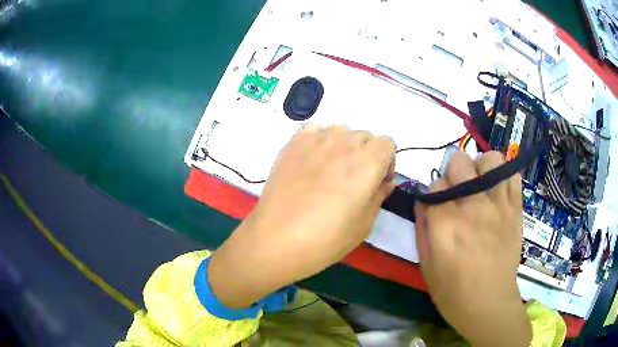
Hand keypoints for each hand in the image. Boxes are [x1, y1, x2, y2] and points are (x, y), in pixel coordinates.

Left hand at [209, 124, 395, 308]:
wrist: (278, 240)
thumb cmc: (326, 239)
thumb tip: (384, 182)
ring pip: (340, 131)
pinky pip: (314, 130)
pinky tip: (311, 162)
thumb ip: (379, 196)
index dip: (386, 162)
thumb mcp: (364, 223)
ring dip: (342, 146)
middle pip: (364, 136)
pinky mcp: (293, 143)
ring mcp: (316, 140)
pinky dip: (318, 141)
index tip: (376, 182)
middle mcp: (344, 143)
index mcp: (368, 162)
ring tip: (330, 171)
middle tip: (353, 180)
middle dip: (366, 154)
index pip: (387, 143)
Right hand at [414, 151, 530, 346]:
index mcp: (446, 223)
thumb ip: (422, 227)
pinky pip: (513, 175)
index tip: (438, 206)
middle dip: (454, 172)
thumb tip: (423, 199)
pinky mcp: (516, 209)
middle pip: (459, 161)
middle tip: (458, 191)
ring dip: (482, 167)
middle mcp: (473, 207)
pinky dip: (504, 176)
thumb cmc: (453, 291)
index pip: (435, 183)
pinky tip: (498, 191)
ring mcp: (499, 206)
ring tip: (481, 184)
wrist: (489, 304)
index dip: (434, 193)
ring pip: (491, 159)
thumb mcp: (426, 264)